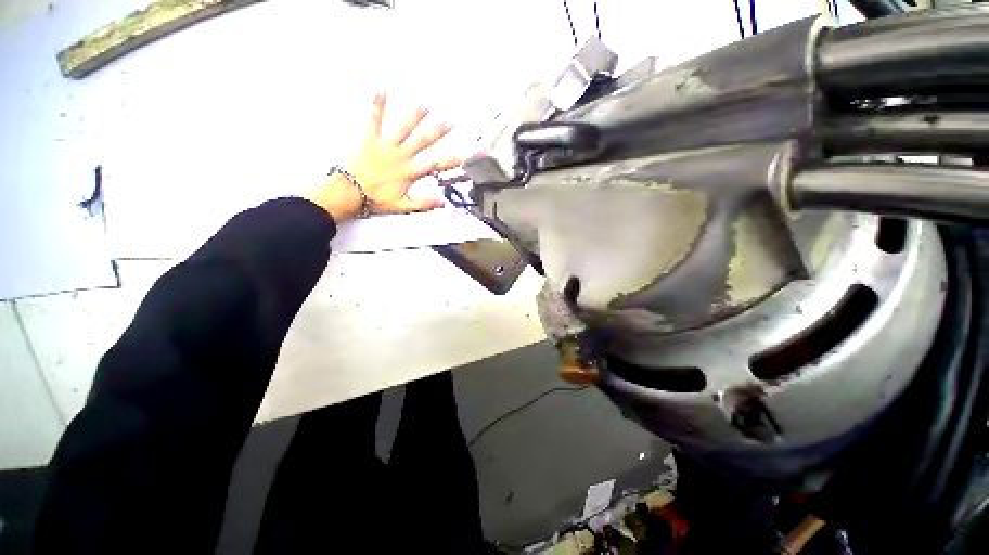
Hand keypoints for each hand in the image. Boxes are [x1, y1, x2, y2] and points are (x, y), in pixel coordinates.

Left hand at [304, 93, 460, 222]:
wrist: (350, 192)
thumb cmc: (375, 199)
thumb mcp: (402, 206)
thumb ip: (423, 204)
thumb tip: (441, 203)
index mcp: (409, 172)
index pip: (434, 165)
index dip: (449, 161)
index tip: (462, 156)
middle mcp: (400, 156)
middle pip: (422, 142)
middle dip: (438, 131)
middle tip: (450, 121)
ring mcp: (386, 146)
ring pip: (403, 128)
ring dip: (415, 116)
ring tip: (426, 104)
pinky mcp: (370, 140)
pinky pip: (375, 121)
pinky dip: (377, 106)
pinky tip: (381, 91)